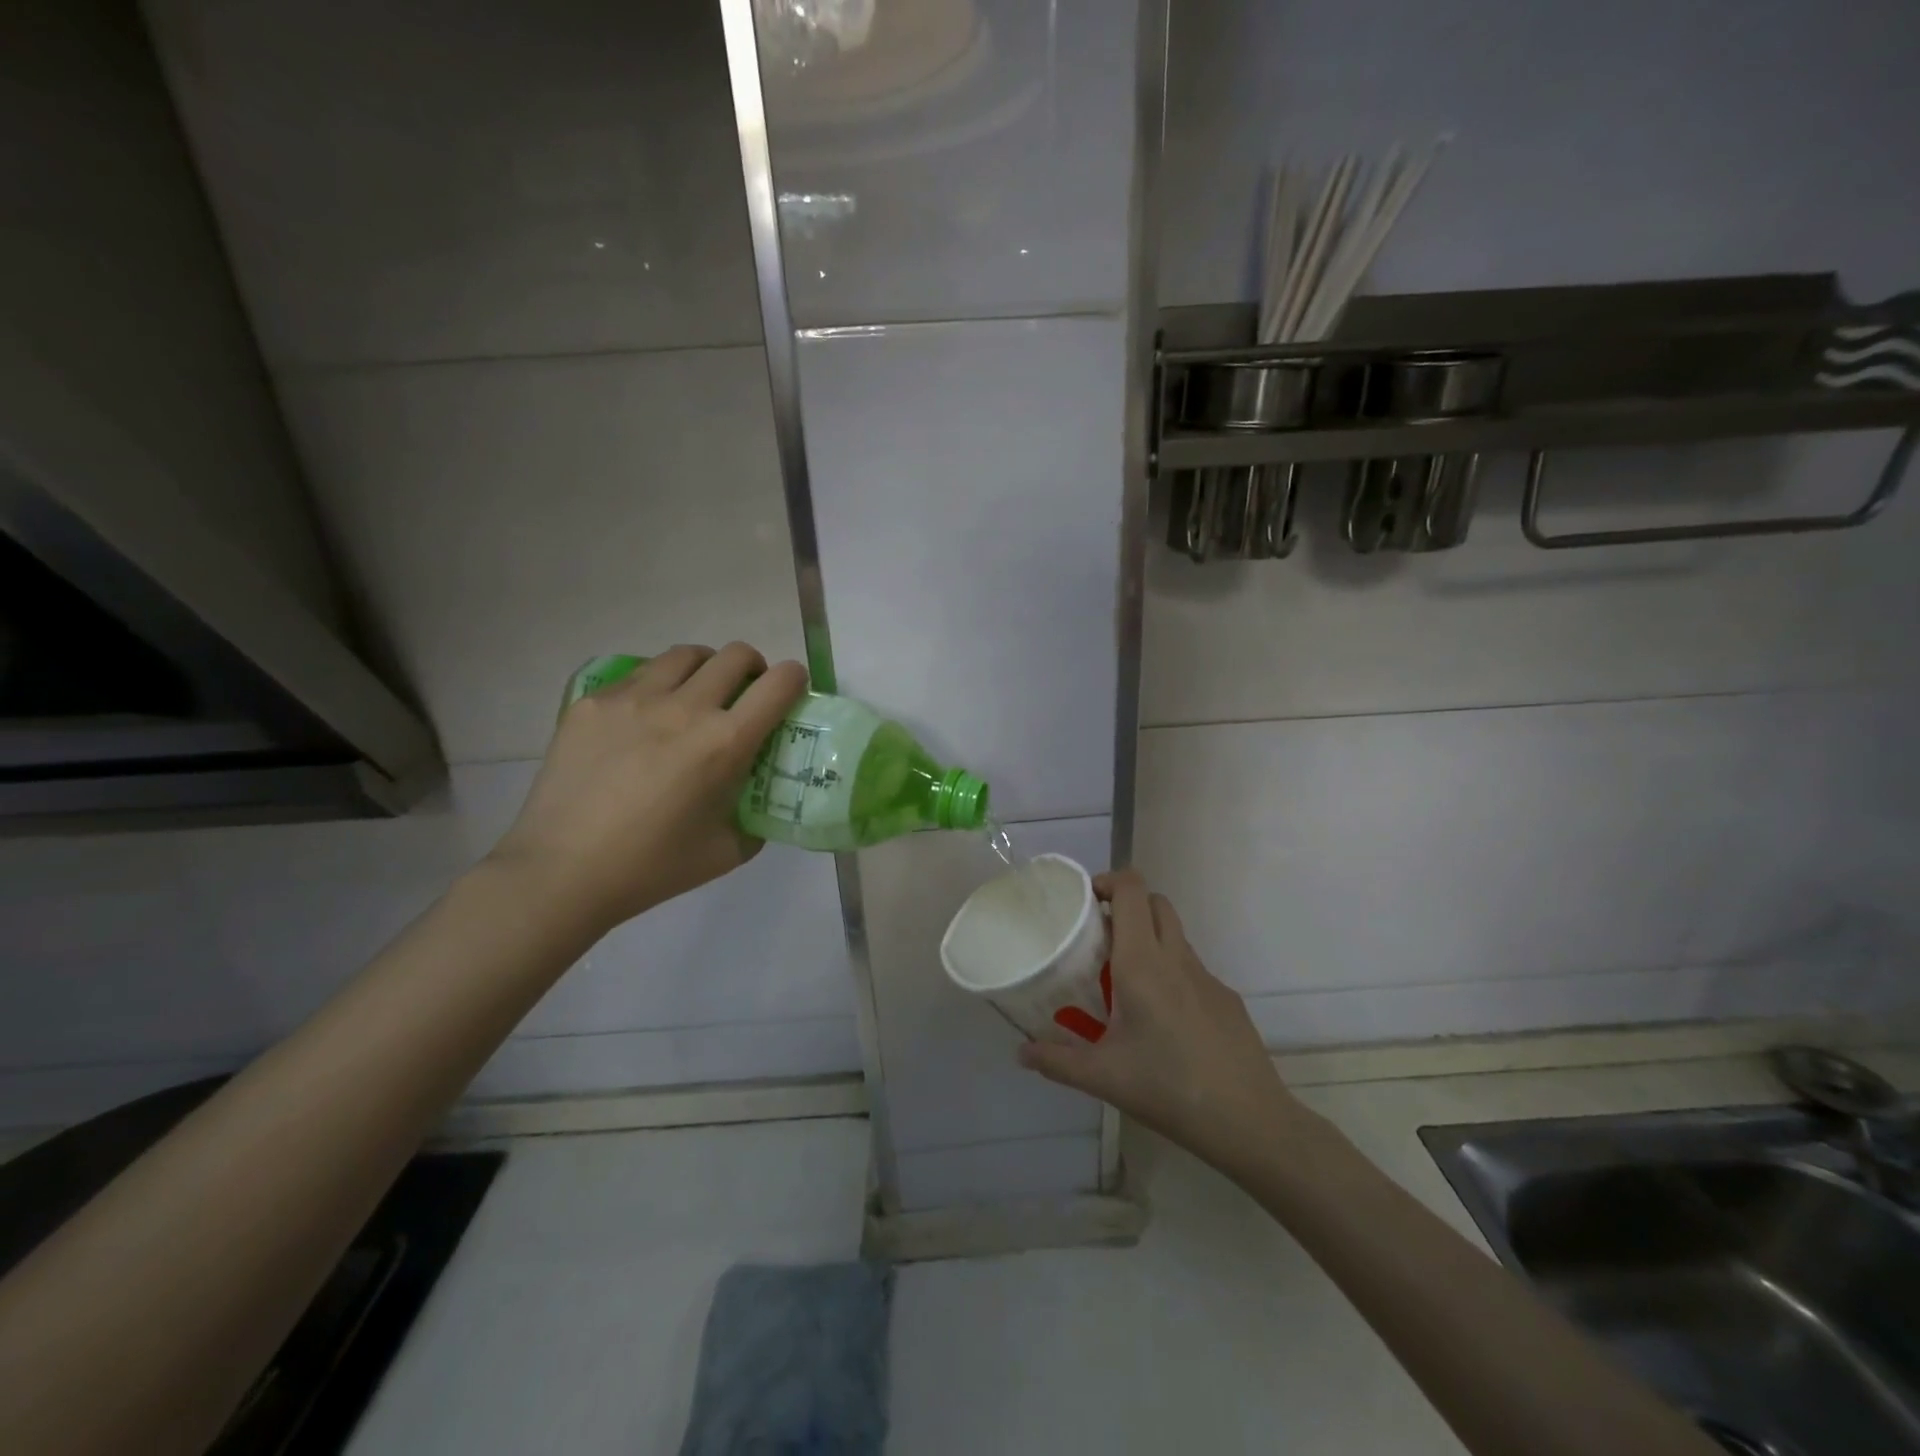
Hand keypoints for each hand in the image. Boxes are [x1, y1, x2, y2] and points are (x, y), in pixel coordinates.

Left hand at [488, 643, 807, 934]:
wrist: (561, 873)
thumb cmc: (651, 868)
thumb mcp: (727, 851)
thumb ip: (756, 817)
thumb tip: (762, 797)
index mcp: (724, 743)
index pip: (778, 684)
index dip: (794, 679)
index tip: (790, 691)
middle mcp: (684, 707)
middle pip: (735, 655)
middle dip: (752, 668)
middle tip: (744, 694)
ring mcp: (633, 699)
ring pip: (685, 655)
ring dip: (705, 669)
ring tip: (694, 696)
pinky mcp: (593, 702)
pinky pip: (639, 675)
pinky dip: (657, 686)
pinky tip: (644, 720)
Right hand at [1018, 870, 1306, 1174]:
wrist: (1249, 1121)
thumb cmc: (1168, 1088)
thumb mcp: (1103, 1077)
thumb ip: (1056, 1061)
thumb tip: (1021, 1053)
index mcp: (1142, 963)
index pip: (1132, 890)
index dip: (1108, 881)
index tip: (1085, 901)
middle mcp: (1176, 958)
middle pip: (1155, 902)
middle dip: (1127, 906)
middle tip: (1100, 937)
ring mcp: (1207, 977)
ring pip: (1175, 935)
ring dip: (1149, 939)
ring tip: (1125, 981)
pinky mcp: (1227, 998)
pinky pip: (1192, 969)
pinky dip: (1171, 973)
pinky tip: (1163, 1020)